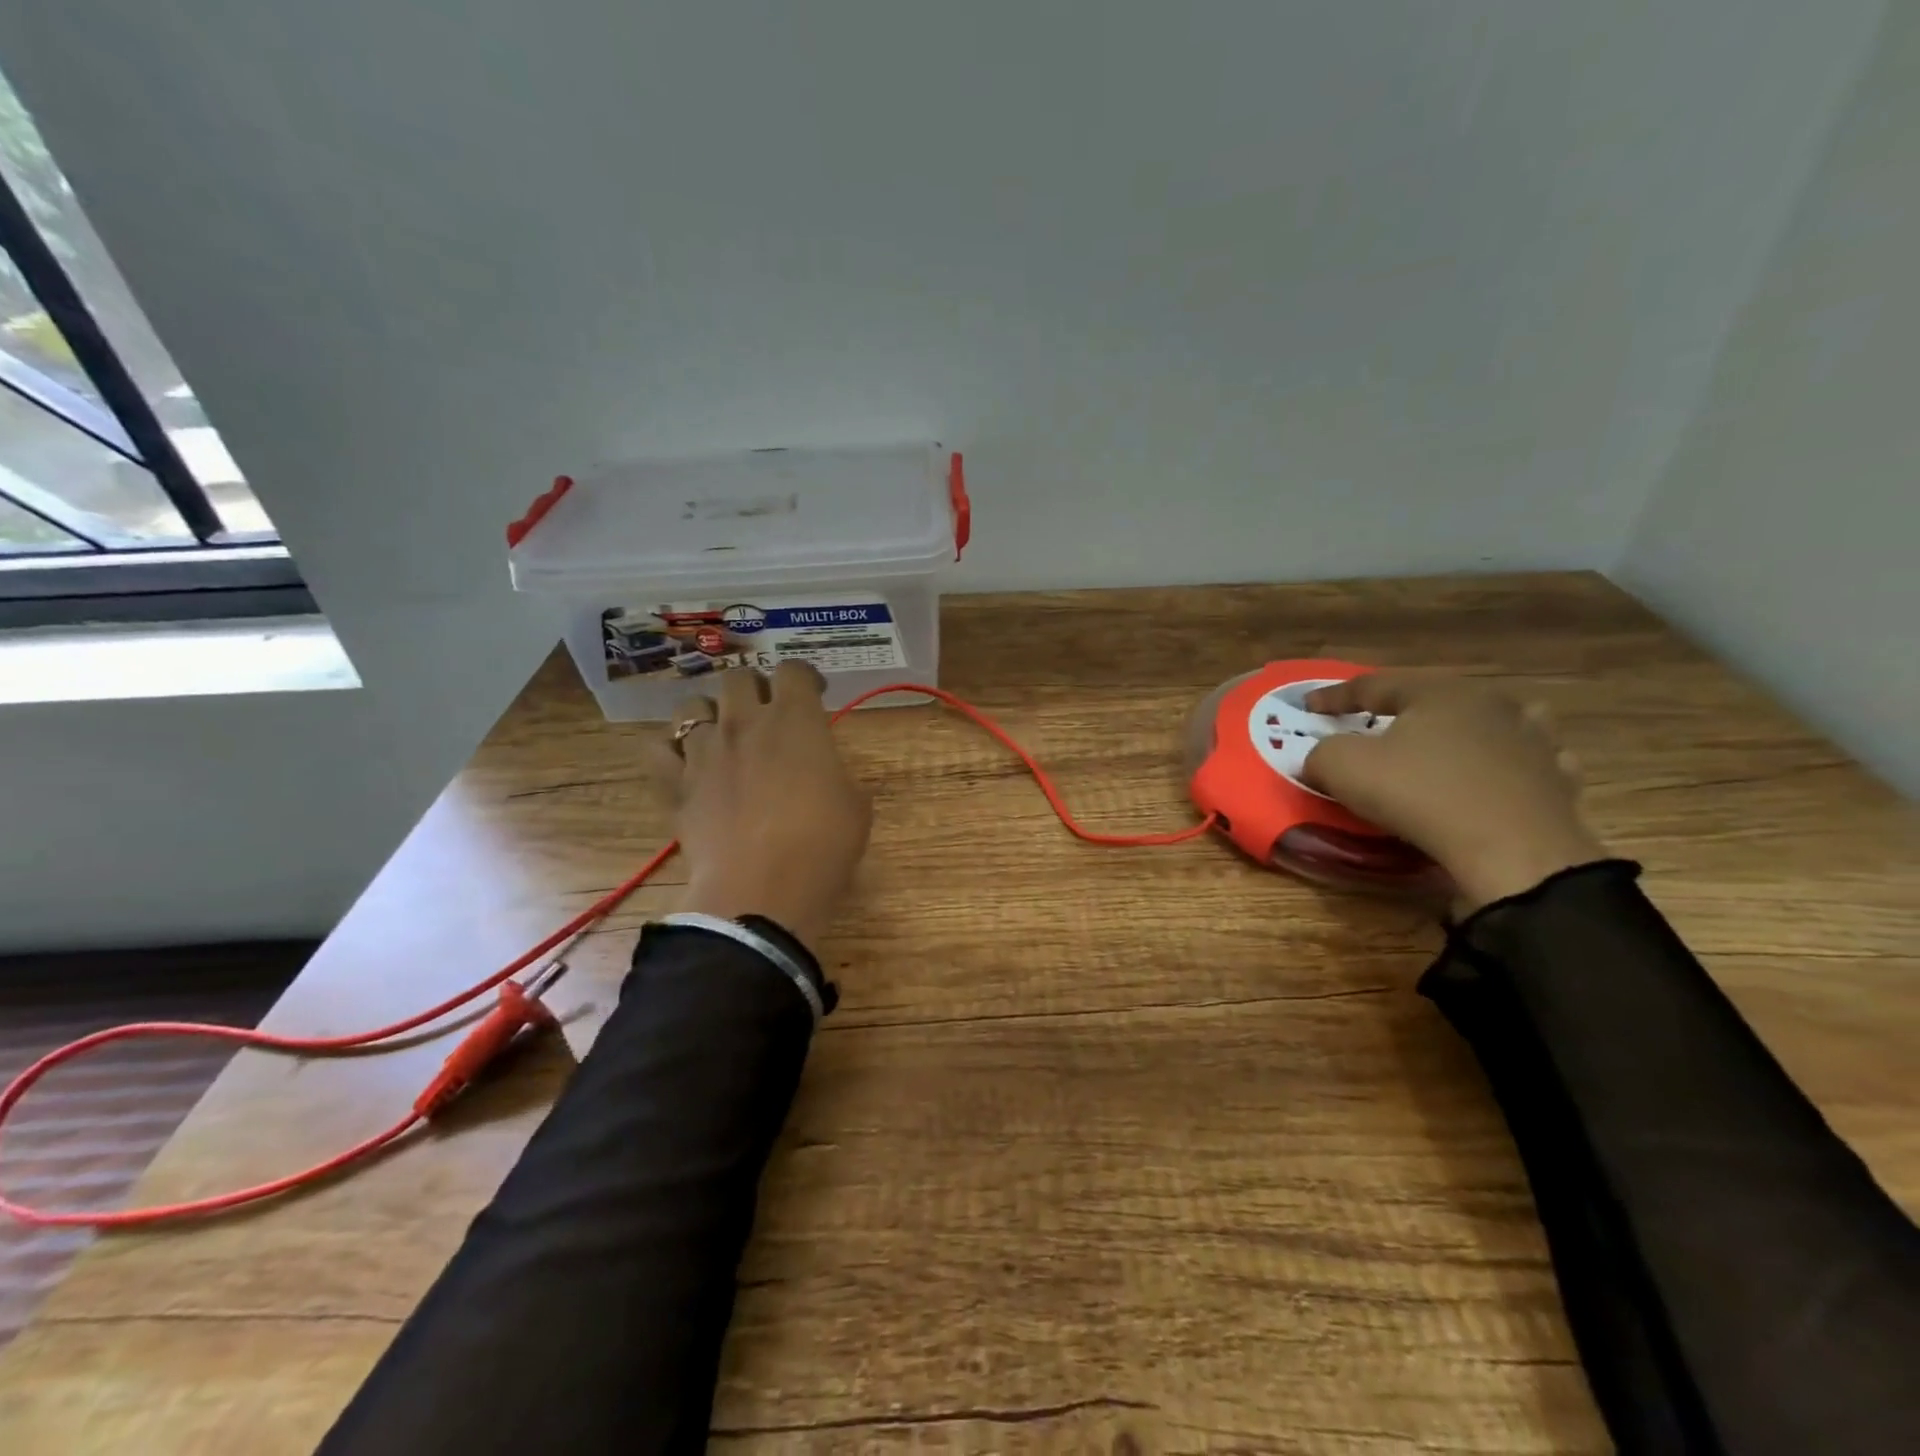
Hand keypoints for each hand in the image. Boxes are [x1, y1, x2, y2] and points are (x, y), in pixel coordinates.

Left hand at [658, 664, 872, 951]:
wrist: (763, 890)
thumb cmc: (822, 844)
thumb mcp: (855, 805)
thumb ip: (837, 772)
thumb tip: (823, 770)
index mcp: (795, 719)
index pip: (794, 670)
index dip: (806, 676)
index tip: (815, 692)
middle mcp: (745, 722)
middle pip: (739, 678)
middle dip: (755, 688)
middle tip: (767, 713)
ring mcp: (704, 751)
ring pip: (692, 706)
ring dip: (710, 713)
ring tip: (722, 735)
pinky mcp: (676, 784)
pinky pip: (658, 748)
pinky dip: (669, 748)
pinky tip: (684, 761)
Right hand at [1301, 674, 1606, 914]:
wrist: (1513, 851)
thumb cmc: (1420, 794)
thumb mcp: (1344, 767)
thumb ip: (1323, 752)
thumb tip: (1323, 756)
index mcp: (1437, 692)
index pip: (1374, 685)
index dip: (1335, 696)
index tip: (1309, 707)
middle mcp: (1490, 704)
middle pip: (1435, 698)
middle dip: (1403, 709)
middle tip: (1376, 723)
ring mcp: (1533, 740)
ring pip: (1493, 723)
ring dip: (1467, 729)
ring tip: (1450, 740)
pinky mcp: (1557, 780)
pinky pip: (1526, 763)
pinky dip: (1508, 766)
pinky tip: (1498, 777)